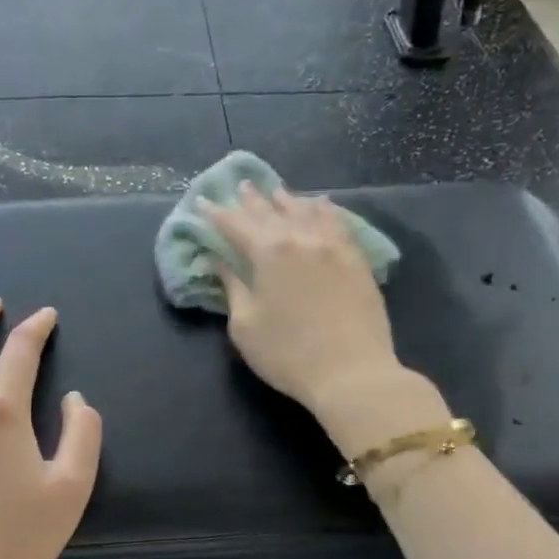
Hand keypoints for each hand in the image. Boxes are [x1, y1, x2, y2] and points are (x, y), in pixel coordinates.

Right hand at [204, 182, 404, 415]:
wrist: (352, 373)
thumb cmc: (287, 354)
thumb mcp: (245, 326)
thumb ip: (232, 288)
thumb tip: (219, 262)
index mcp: (269, 252)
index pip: (236, 224)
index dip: (216, 213)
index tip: (202, 202)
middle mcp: (301, 238)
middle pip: (271, 211)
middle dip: (252, 200)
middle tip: (240, 186)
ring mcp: (333, 245)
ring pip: (306, 211)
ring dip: (287, 200)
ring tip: (276, 191)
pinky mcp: (356, 259)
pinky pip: (337, 222)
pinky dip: (322, 210)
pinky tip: (319, 205)